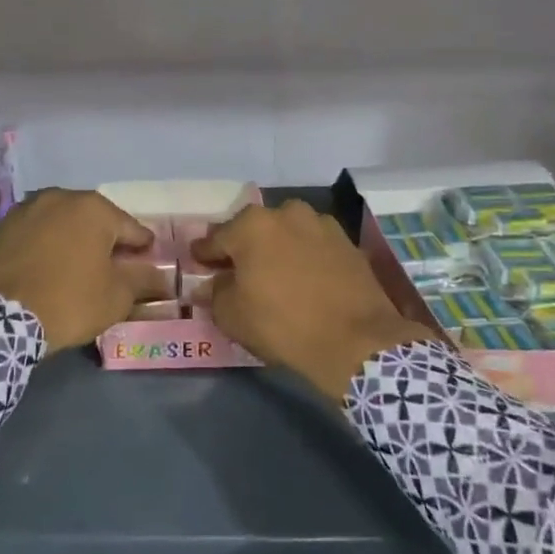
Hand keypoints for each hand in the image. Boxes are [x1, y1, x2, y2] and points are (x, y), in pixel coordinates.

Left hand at [0, 188, 162, 350]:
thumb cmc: (68, 301)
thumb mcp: (116, 296)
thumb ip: (142, 280)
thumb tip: (161, 275)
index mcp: (94, 208)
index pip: (131, 229)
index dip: (143, 250)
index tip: (148, 266)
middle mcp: (61, 197)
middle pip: (96, 221)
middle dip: (107, 243)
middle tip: (114, 271)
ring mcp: (27, 209)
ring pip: (64, 225)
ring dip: (75, 242)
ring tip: (79, 270)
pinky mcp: (2, 227)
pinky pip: (37, 234)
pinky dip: (48, 247)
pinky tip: (49, 270)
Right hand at [193, 200, 433, 401]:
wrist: (355, 340)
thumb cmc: (282, 323)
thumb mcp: (232, 315)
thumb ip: (214, 294)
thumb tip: (209, 285)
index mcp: (252, 225)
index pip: (217, 239)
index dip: (205, 254)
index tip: (199, 263)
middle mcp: (286, 213)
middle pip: (254, 231)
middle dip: (244, 248)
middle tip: (237, 271)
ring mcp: (321, 225)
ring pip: (287, 234)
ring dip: (277, 249)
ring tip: (275, 274)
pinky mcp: (348, 243)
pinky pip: (314, 247)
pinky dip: (305, 258)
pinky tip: (304, 279)